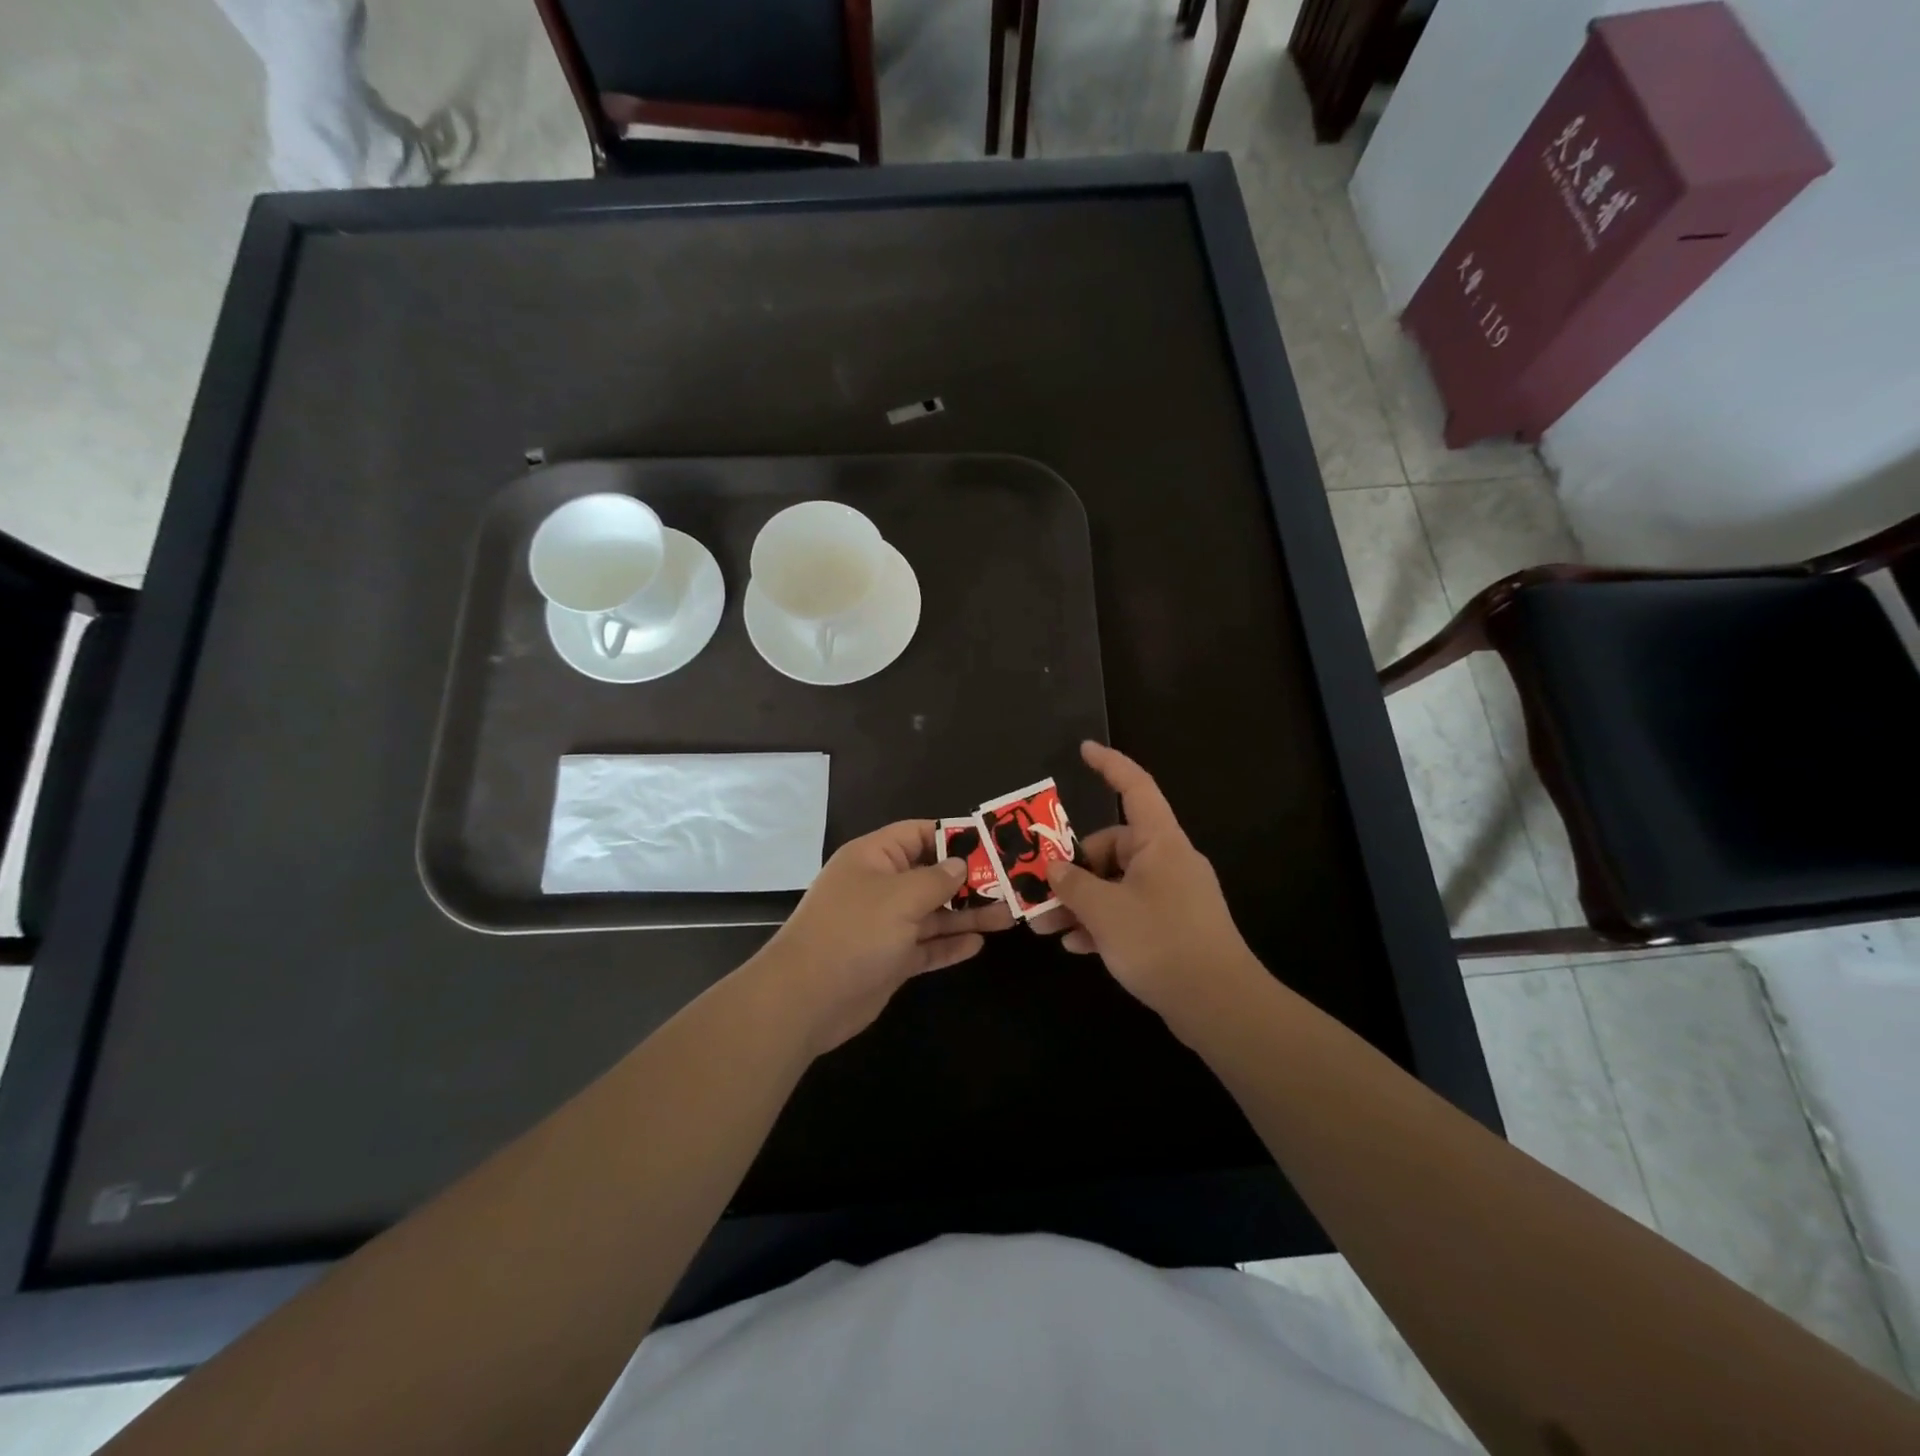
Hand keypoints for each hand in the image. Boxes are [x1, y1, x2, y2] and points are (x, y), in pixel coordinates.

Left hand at [755, 821, 1013, 1054]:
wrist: (807, 999)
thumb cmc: (854, 932)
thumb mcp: (900, 896)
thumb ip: (936, 879)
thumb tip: (959, 864)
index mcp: (874, 858)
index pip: (919, 834)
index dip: (955, 836)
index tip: (993, 843)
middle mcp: (880, 887)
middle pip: (931, 875)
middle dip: (969, 880)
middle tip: (1011, 884)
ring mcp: (885, 925)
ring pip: (933, 913)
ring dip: (967, 914)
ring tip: (1008, 915)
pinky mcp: (889, 960)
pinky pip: (926, 946)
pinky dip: (949, 945)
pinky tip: (978, 944)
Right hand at [1032, 742, 1254, 1021]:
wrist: (1220, 1005)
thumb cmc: (1161, 942)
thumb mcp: (1105, 910)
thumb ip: (1072, 884)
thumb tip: (1053, 869)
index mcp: (1160, 842)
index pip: (1135, 788)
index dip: (1110, 765)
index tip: (1084, 749)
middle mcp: (1168, 861)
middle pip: (1112, 847)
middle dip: (1072, 870)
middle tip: (1040, 894)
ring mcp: (1172, 895)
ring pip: (1116, 884)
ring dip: (1081, 902)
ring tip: (1047, 927)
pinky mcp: (1173, 926)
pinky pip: (1129, 912)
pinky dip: (1102, 924)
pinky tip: (1077, 947)